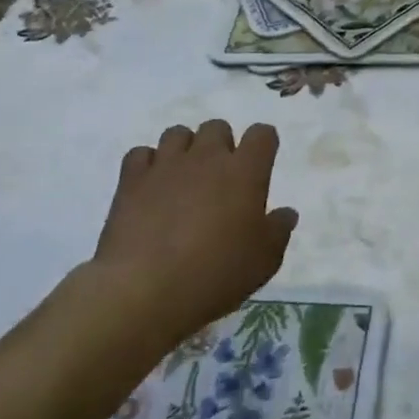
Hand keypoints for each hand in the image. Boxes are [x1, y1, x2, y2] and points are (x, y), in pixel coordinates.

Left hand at [88, 119, 297, 349]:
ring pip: (177, 133)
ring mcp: (167, 165)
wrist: (145, 291)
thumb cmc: (215, 273)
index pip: (262, 134)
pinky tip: (149, 187)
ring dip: (184, 150)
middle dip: (220, 145)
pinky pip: (140, 154)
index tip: (260, 164)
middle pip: (217, 127)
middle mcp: (207, 157)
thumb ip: (278, 230)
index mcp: (245, 171)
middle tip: (218, 178)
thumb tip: (286, 213)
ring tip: (182, 178)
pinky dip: (146, 165)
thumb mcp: (264, 261)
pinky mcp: (132, 180)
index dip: (263, 144)